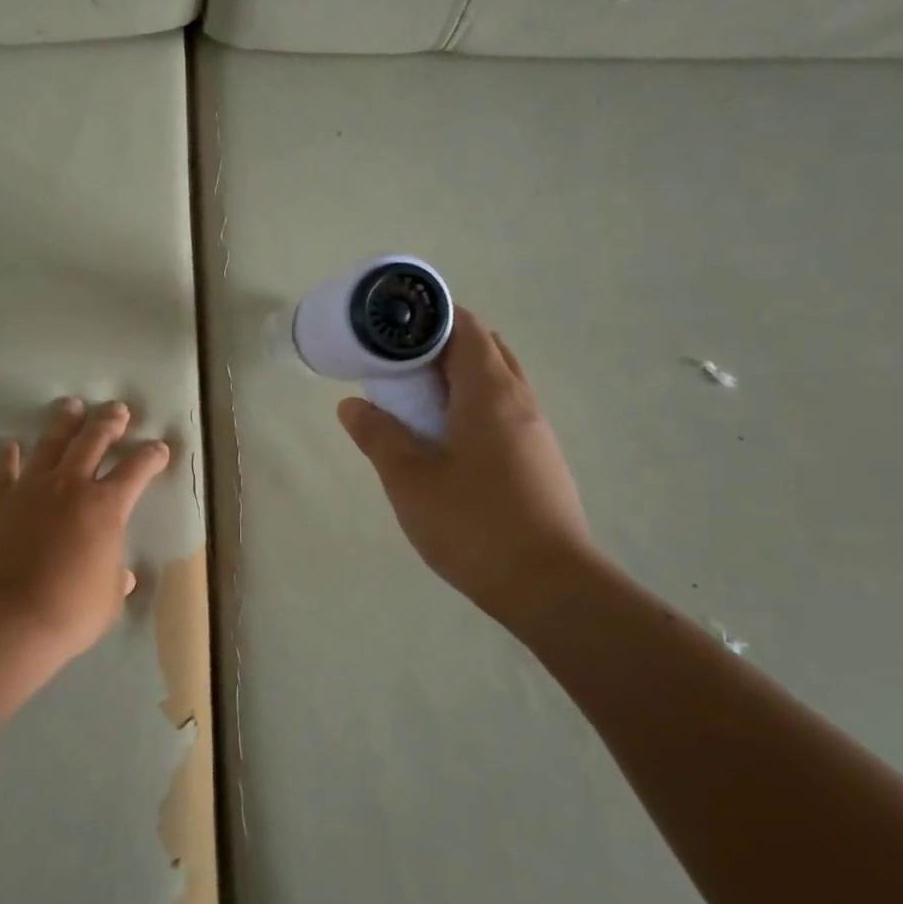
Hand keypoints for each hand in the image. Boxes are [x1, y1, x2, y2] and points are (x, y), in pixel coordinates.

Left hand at [0, 398, 169, 659]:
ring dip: (64, 423)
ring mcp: (32, 488)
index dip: (151, 456)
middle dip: (109, 423)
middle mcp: (71, 486)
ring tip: (71, 407)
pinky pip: (6, 470)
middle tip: (117, 410)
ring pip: (50, 444)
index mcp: (107, 507)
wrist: (7, 618)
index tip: (159, 448)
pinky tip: (12, 446)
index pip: (136, 470)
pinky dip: (10, 456)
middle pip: (93, 441)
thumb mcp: (108, 599)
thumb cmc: (70, 612)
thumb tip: (124, 576)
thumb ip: (116, 580)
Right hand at [337, 311, 597, 627]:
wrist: (550, 586)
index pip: (466, 328)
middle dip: (442, 345)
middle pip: (485, 350)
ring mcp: (535, 432)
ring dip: (458, 378)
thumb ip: (378, 435)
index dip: (432, 317)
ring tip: (415, 400)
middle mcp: (519, 401)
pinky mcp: (539, 461)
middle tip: (399, 363)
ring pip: (497, 383)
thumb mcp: (410, 479)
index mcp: (489, 393)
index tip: (394, 327)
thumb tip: (353, 405)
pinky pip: (503, 413)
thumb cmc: (473, 523)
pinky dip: (472, 407)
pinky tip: (446, 440)